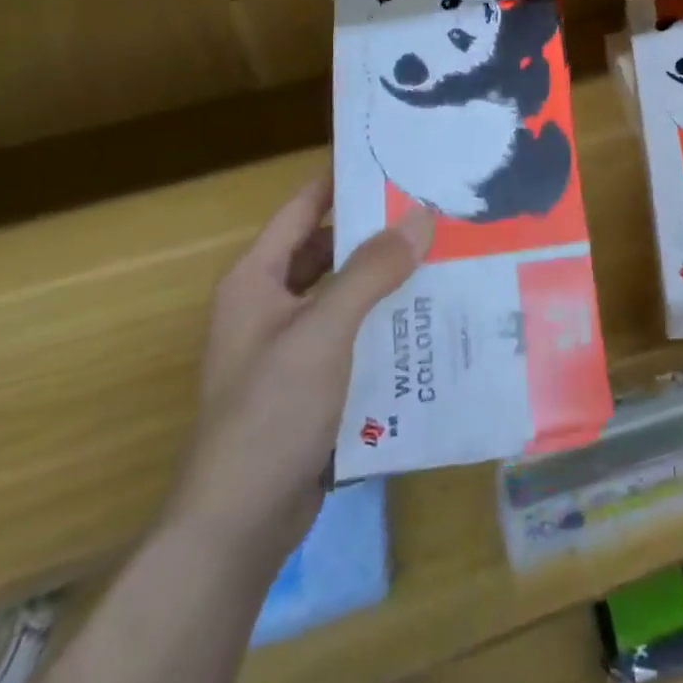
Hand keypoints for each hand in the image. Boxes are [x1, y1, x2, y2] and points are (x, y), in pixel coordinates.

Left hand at [167, 177, 433, 564]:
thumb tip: (421, 215)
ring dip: (386, 278)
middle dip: (378, 231)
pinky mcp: (310, 381)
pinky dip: (384, 320)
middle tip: (435, 209)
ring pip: (345, 292)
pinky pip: (353, 332)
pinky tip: (428, 317)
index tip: (397, 158)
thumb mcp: (324, 331)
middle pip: (329, 248)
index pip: (305, 206)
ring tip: (443, 255)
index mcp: (257, 278)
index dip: (345, 179)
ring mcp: (289, 345)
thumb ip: (371, 270)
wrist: (239, 524)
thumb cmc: (271, 412)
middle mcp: (270, 303)